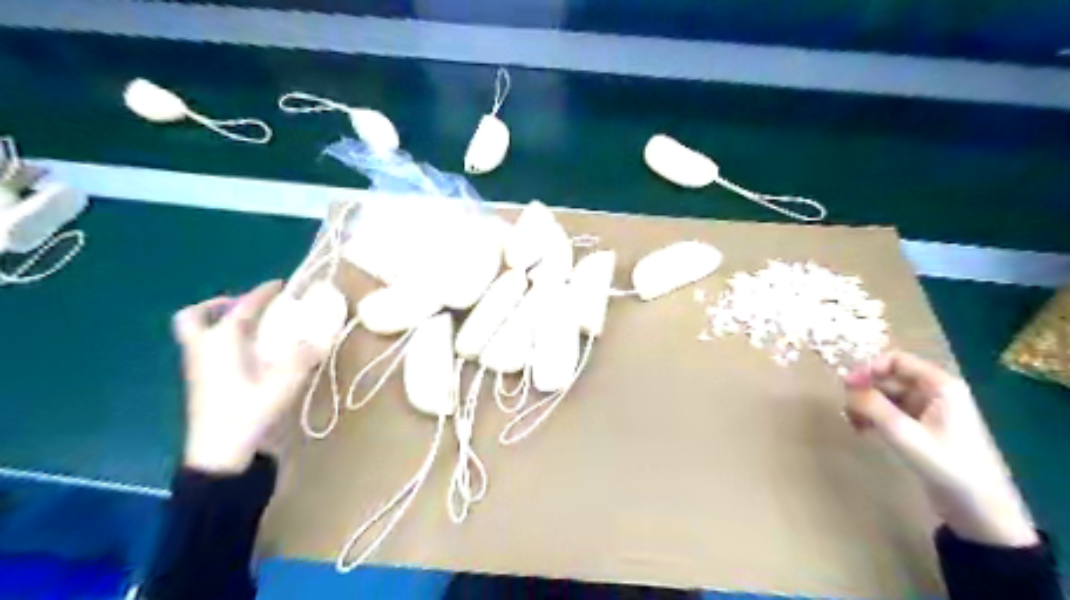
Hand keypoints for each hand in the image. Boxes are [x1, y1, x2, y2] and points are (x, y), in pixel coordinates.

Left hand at [171, 279, 319, 472]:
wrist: (218, 452)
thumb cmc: (249, 412)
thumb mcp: (284, 383)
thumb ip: (303, 357)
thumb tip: (317, 339)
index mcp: (221, 342)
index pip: (243, 308)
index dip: (262, 293)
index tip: (279, 285)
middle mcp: (203, 349)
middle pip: (193, 317)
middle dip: (216, 306)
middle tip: (243, 308)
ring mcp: (196, 367)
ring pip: (195, 334)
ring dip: (218, 323)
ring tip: (251, 329)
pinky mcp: (199, 383)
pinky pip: (204, 349)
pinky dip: (221, 342)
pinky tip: (247, 354)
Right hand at [844, 351, 1036, 547]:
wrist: (979, 510)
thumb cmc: (946, 465)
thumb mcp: (903, 433)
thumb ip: (873, 405)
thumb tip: (847, 386)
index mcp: (940, 386)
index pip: (896, 360)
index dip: (868, 368)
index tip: (847, 385)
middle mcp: (935, 392)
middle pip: (889, 377)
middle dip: (864, 389)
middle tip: (846, 408)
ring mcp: (929, 410)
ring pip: (886, 394)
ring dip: (865, 404)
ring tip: (852, 422)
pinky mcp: (922, 427)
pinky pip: (890, 411)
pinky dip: (873, 417)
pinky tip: (863, 430)